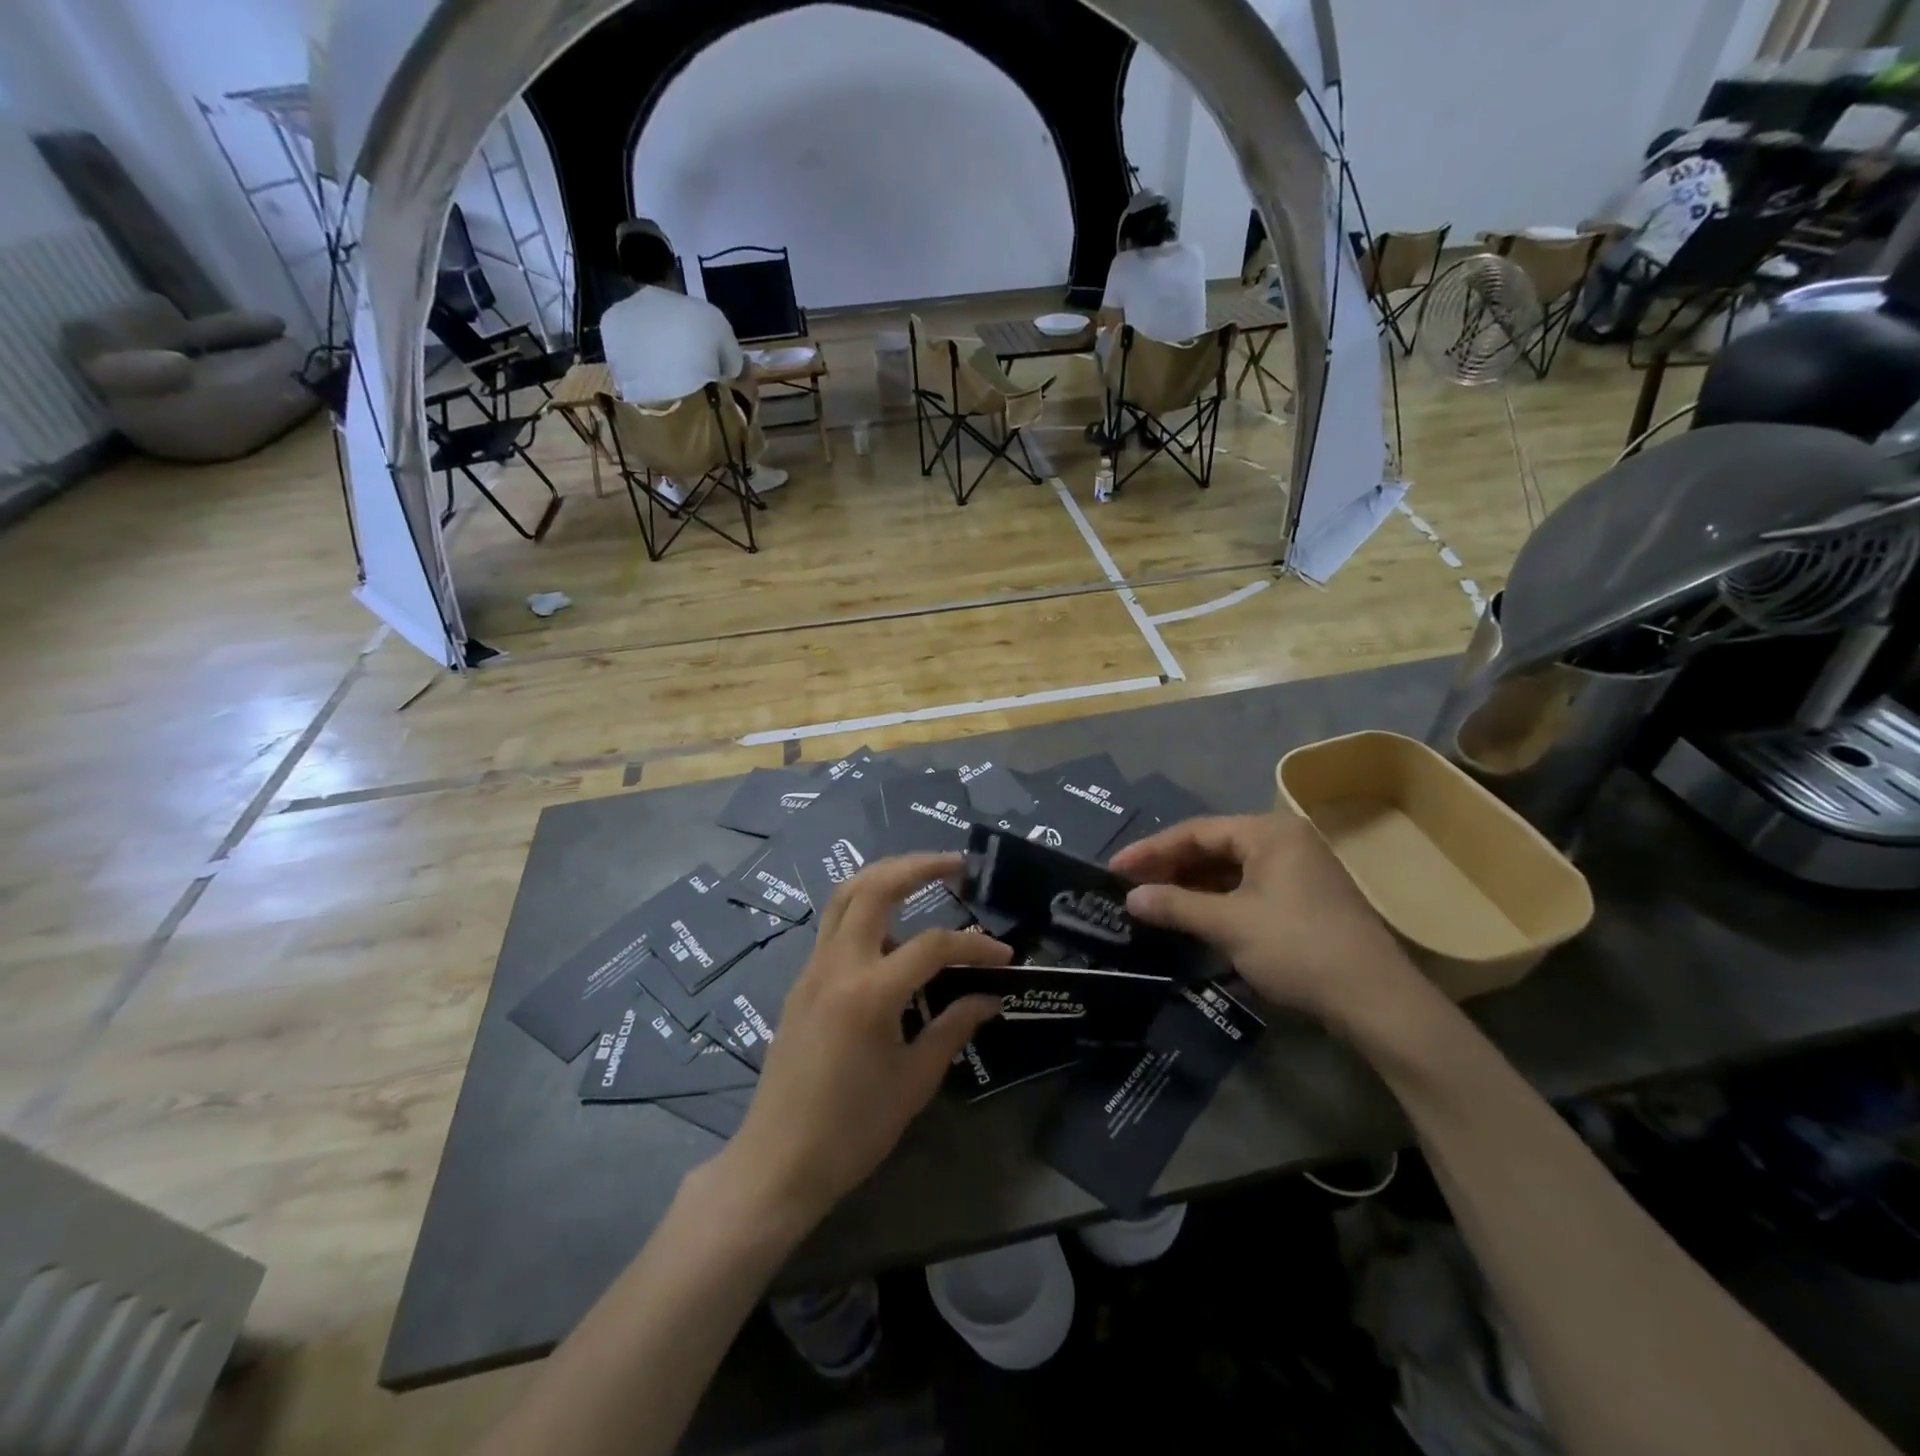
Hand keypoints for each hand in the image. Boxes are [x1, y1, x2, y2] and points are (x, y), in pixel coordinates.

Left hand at [717, 854, 1011, 1231]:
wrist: (778, 1161)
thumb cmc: (852, 1130)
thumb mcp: (914, 1081)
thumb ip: (953, 1028)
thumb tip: (989, 998)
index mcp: (869, 992)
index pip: (933, 945)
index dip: (975, 946)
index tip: (1005, 957)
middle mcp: (837, 965)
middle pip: (875, 886)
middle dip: (918, 865)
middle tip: (957, 863)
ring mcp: (813, 968)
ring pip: (845, 895)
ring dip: (885, 876)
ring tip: (923, 878)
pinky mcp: (802, 980)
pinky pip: (835, 925)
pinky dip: (866, 909)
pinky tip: (892, 934)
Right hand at [1109, 811, 1418, 1026]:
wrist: (1376, 1000)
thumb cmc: (1297, 948)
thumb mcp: (1229, 925)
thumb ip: (1175, 906)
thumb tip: (1129, 899)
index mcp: (1268, 832)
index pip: (1195, 832)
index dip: (1150, 850)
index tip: (1115, 869)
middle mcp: (1284, 840)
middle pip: (1213, 846)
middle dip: (1170, 867)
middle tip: (1131, 887)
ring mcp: (1298, 869)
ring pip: (1230, 868)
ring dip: (1191, 885)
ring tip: (1154, 901)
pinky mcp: (1304, 898)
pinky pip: (1247, 887)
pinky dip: (1217, 899)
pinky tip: (1193, 916)